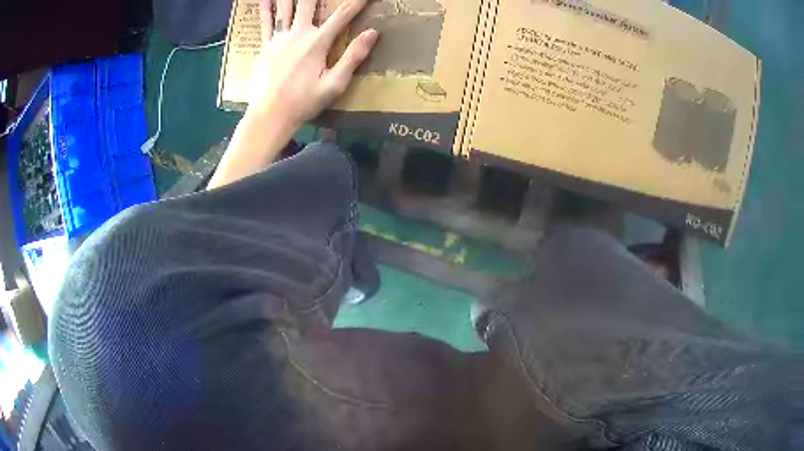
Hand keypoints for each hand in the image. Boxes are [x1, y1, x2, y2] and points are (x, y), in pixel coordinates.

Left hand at [248, 0, 378, 128]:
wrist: (269, 115)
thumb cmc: (303, 102)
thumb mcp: (334, 84)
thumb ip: (353, 57)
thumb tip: (372, 32)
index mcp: (317, 42)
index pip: (343, 15)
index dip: (357, 2)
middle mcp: (298, 33)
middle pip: (309, 3)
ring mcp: (279, 38)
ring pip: (286, 7)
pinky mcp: (266, 45)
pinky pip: (266, 22)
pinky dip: (266, 8)